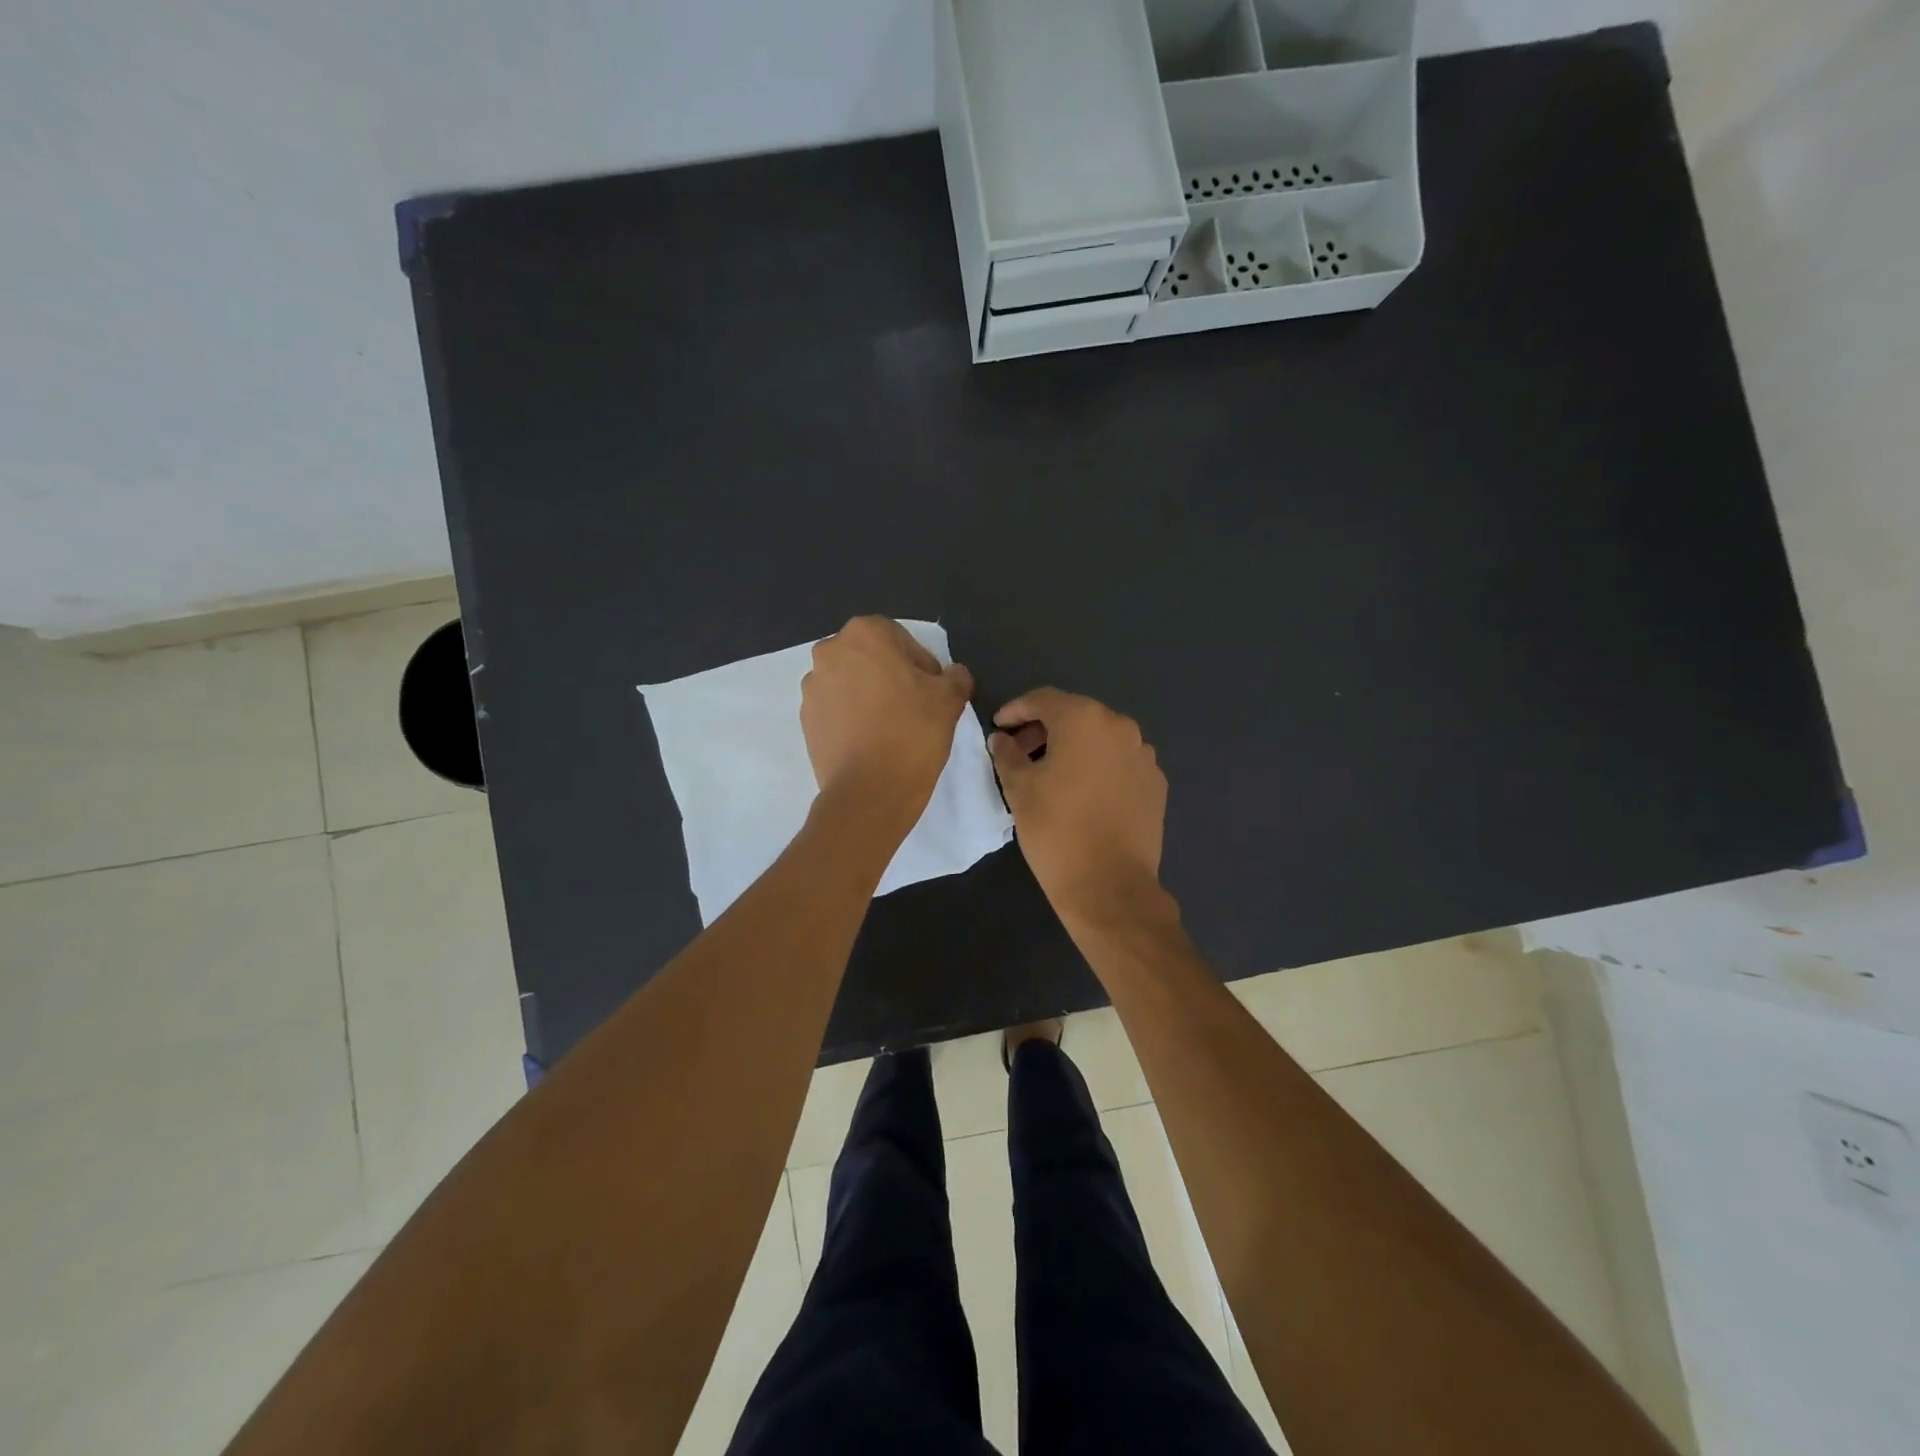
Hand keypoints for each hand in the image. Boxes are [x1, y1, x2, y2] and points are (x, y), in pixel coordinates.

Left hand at [801, 617, 973, 815]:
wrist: (869, 791)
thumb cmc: (912, 732)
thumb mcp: (950, 699)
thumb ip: (955, 677)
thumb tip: (953, 675)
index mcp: (864, 634)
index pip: (901, 639)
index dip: (922, 665)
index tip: (933, 692)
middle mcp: (830, 652)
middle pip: (872, 659)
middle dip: (892, 677)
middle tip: (915, 708)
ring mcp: (812, 688)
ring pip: (852, 684)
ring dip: (870, 697)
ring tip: (892, 728)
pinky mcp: (806, 720)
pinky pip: (836, 710)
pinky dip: (853, 719)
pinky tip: (872, 743)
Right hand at [988, 688, 1167, 926]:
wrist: (1109, 885)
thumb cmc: (1056, 830)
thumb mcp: (1019, 789)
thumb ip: (1007, 754)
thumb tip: (1001, 739)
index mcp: (1084, 720)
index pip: (1043, 700)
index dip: (1016, 709)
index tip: (998, 726)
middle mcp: (1120, 727)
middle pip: (1075, 715)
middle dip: (1044, 728)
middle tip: (1019, 751)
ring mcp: (1143, 755)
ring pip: (1100, 739)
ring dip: (1073, 747)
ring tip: (1050, 773)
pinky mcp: (1155, 783)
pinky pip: (1120, 762)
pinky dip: (1098, 766)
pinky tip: (1082, 791)